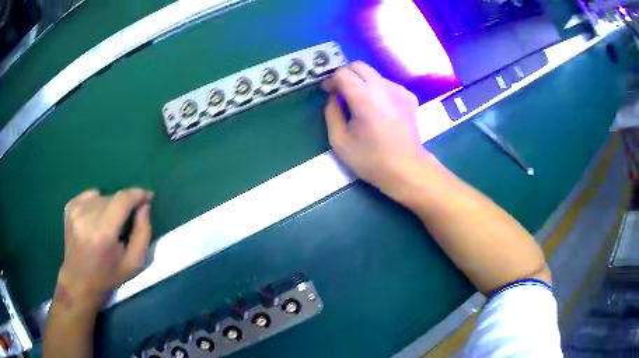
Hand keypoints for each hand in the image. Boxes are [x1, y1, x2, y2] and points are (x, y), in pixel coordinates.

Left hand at [56, 188, 153, 309]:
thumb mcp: (134, 263)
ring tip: (109, 225)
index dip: (138, 194)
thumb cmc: (108, 277)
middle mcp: (87, 216)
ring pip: (102, 196)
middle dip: (125, 205)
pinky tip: (95, 220)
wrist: (79, 283)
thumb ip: (143, 233)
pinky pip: (90, 195)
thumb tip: (144, 206)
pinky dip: (97, 203)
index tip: (149, 197)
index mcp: (103, 233)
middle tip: (127, 222)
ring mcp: (75, 210)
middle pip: (113, 197)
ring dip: (111, 206)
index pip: (123, 199)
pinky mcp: (69, 207)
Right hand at [322, 62, 430, 197]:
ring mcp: (399, 90)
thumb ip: (331, 113)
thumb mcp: (340, 141)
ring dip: (362, 82)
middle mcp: (384, 87)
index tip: (328, 92)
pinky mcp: (409, 97)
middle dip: (345, 75)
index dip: (331, 80)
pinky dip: (378, 90)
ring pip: (374, 74)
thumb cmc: (372, 159)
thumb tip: (333, 97)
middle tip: (340, 92)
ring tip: (360, 103)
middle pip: (359, 66)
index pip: (343, 73)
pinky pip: (388, 84)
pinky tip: (379, 108)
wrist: (407, 169)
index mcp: (365, 98)